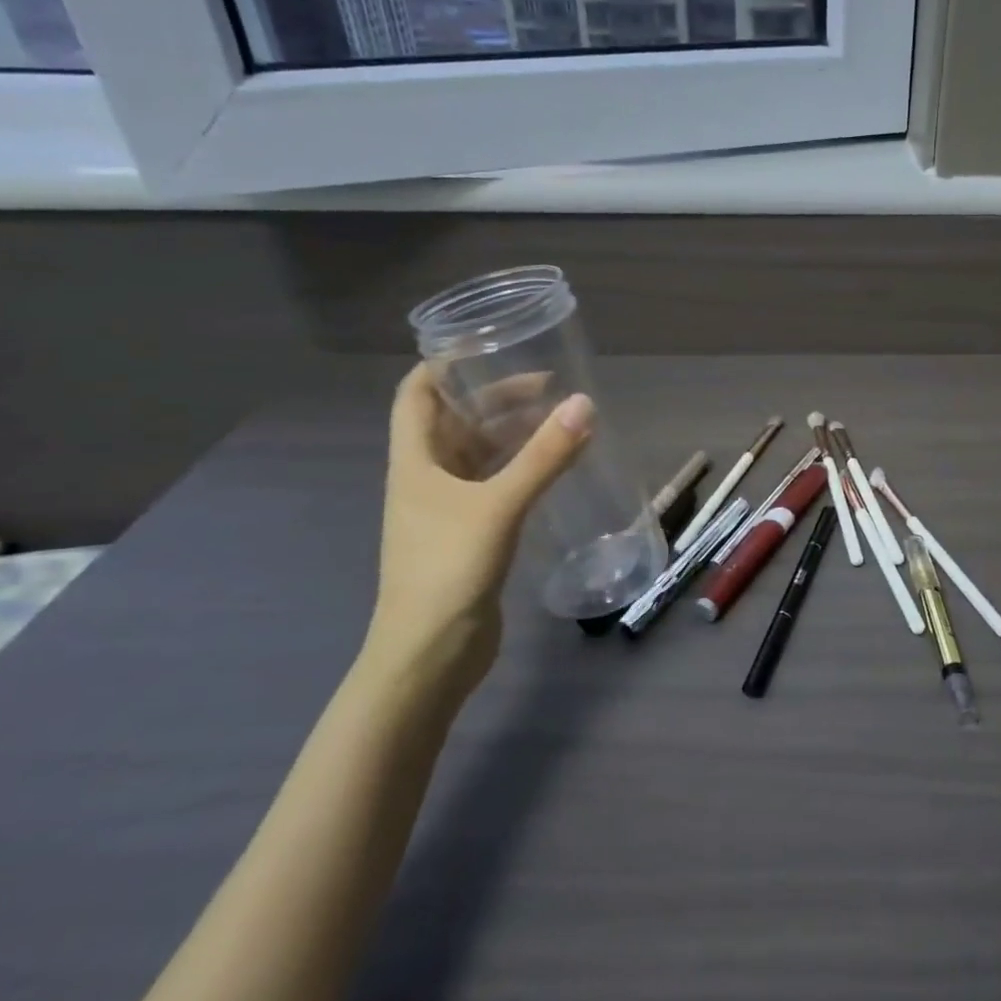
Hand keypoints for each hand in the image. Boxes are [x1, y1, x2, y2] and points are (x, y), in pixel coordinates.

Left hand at [363, 364, 591, 700]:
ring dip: (511, 433)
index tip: (490, 346)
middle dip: (495, 397)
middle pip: (455, 421)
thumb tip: (584, 403)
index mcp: (415, 461)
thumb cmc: (448, 571)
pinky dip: (520, 468)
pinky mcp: (469, 535)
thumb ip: (544, 456)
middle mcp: (426, 478)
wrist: (429, 655)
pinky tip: (553, 469)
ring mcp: (446, 509)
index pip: (417, 394)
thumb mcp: (499, 506)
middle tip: (548, 386)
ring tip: (558, 419)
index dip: (445, 364)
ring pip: (478, 454)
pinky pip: (495, 485)